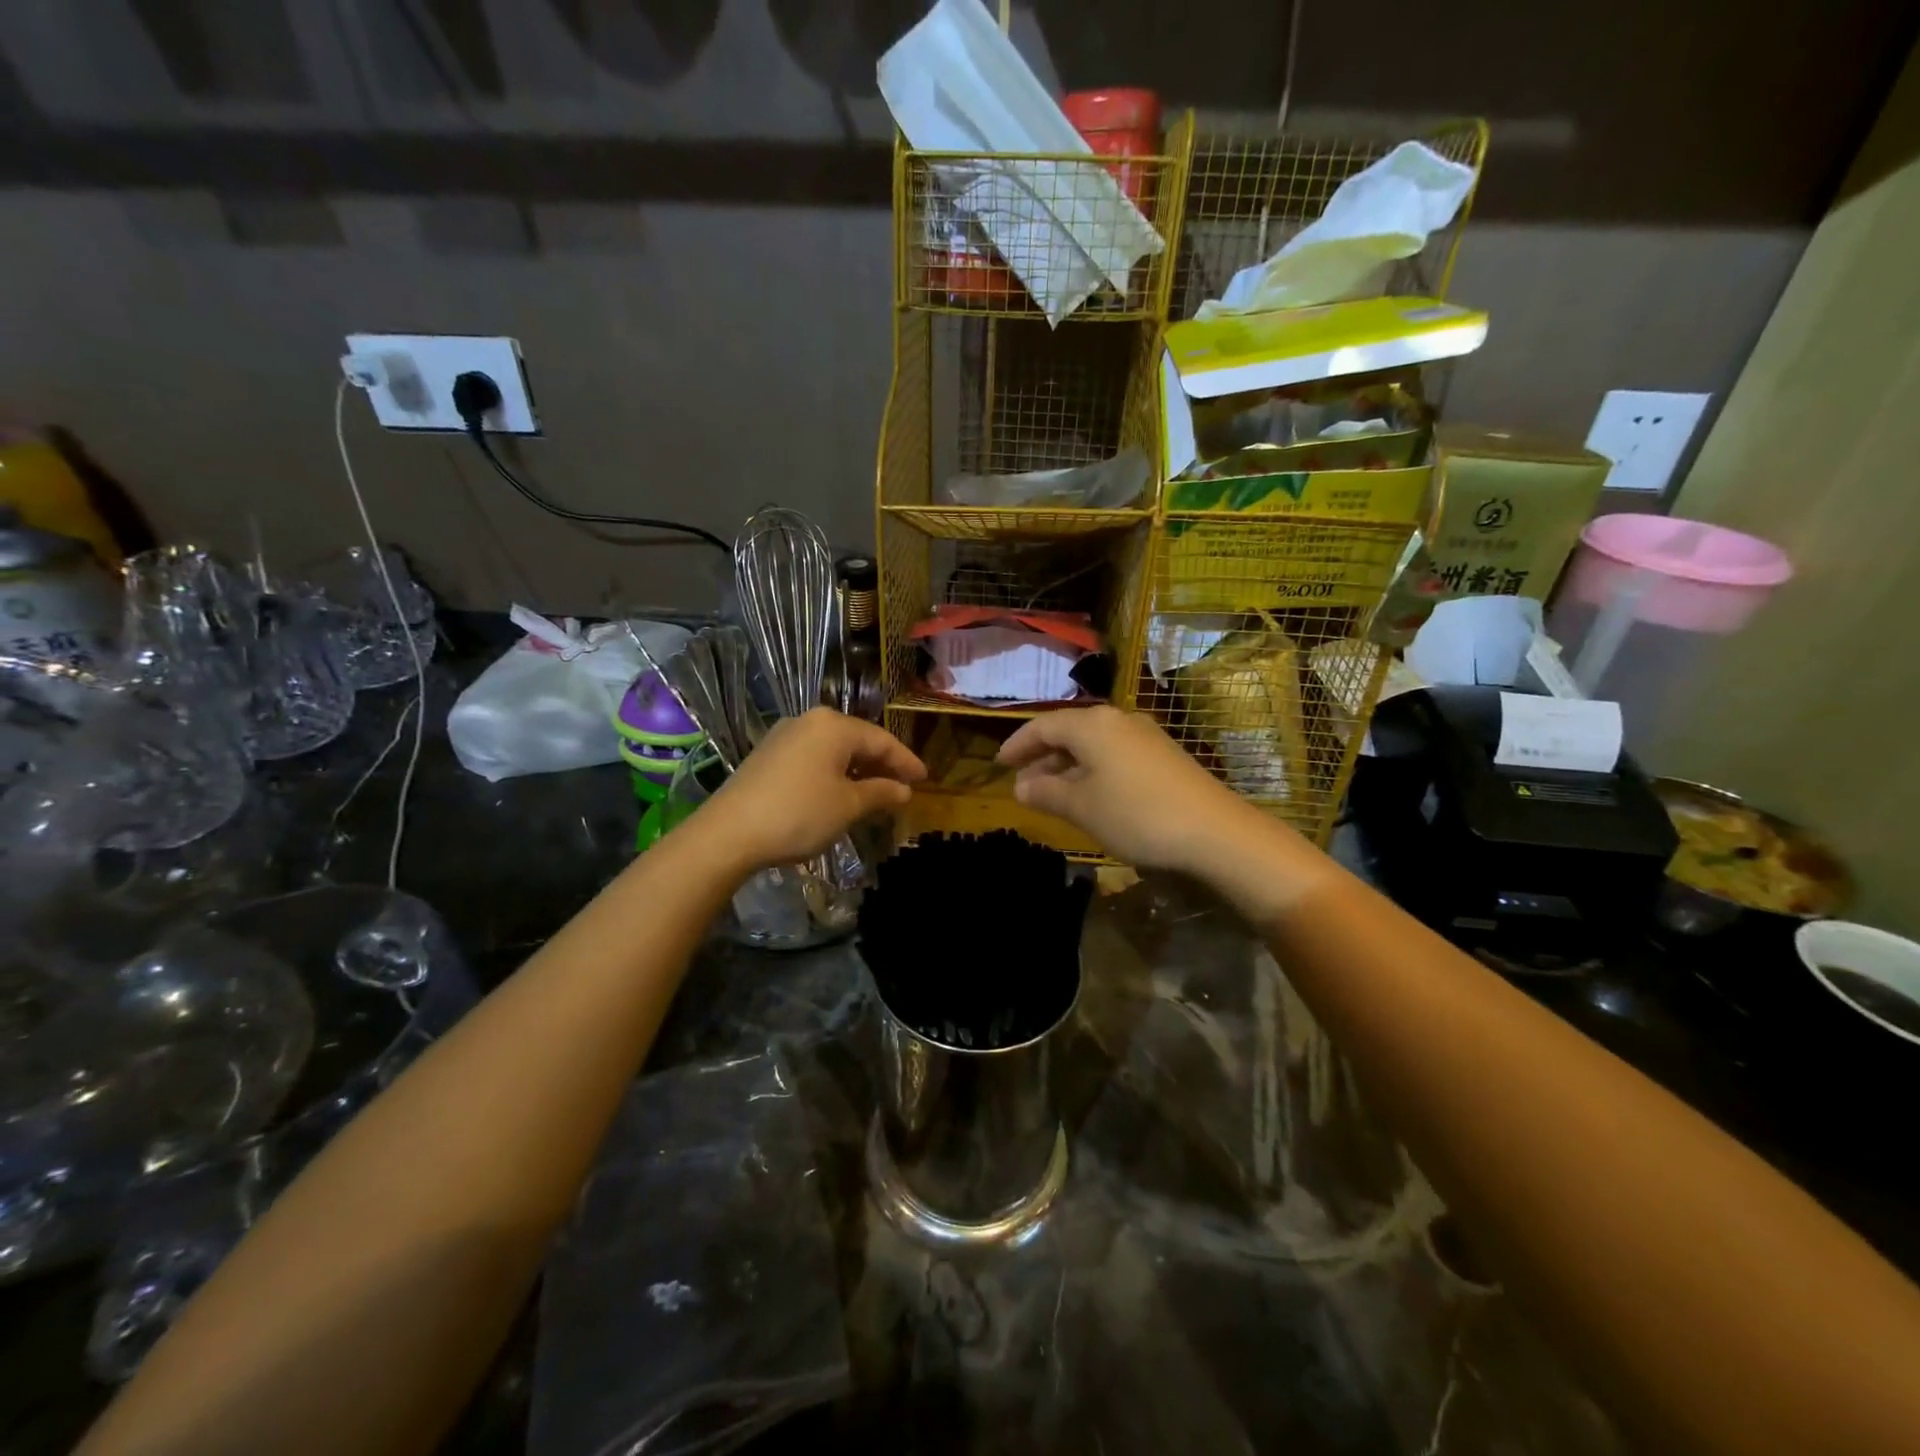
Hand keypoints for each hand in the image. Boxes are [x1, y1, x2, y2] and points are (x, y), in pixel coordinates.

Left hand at [698, 708, 924, 871]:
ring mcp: (785, 736)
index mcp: (834, 725)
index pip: (882, 740)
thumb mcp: (848, 806)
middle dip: (882, 764)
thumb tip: (904, 790)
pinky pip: (814, 758)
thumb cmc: (799, 814)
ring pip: (834, 750)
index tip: (925, 779)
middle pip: (857, 740)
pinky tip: (841, 793)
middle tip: (904, 786)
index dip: (906, 761)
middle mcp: (810, 721)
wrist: (729, 833)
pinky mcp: (768, 754)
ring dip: (857, 770)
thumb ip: (881, 793)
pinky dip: (834, 773)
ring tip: (877, 793)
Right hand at [997, 706, 1260, 871]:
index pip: (1043, 726)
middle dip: (1042, 756)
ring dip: (1067, 765)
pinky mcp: (1163, 755)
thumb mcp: (1081, 807)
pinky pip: (1114, 754)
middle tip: (1021, 782)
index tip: (998, 764)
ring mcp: (1144, 735)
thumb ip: (1046, 792)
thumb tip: (1021, 786)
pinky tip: (1090, 794)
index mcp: (1092, 724)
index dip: (1017, 744)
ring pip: (1093, 744)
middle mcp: (1117, 720)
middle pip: (1069, 731)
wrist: (1214, 831)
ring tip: (1050, 792)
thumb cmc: (1136, 815)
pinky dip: (1092, 769)